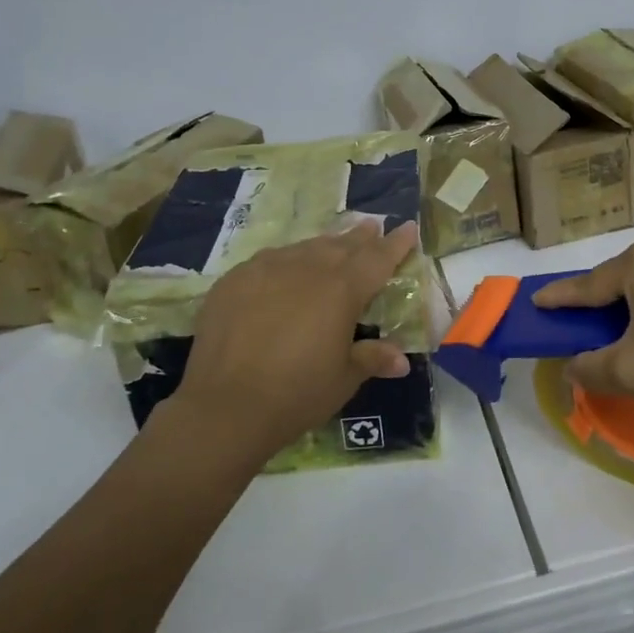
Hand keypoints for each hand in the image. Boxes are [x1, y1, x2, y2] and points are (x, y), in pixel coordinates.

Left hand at [173, 219, 421, 463]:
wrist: (225, 405)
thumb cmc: (296, 394)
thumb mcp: (343, 379)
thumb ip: (372, 358)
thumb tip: (401, 360)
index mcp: (342, 289)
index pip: (378, 258)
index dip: (396, 243)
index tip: (408, 227)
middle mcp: (307, 268)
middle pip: (341, 245)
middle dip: (360, 237)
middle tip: (371, 227)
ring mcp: (267, 268)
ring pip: (304, 248)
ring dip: (323, 246)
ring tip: (332, 245)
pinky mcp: (235, 279)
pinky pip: (269, 261)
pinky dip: (286, 262)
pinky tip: (284, 270)